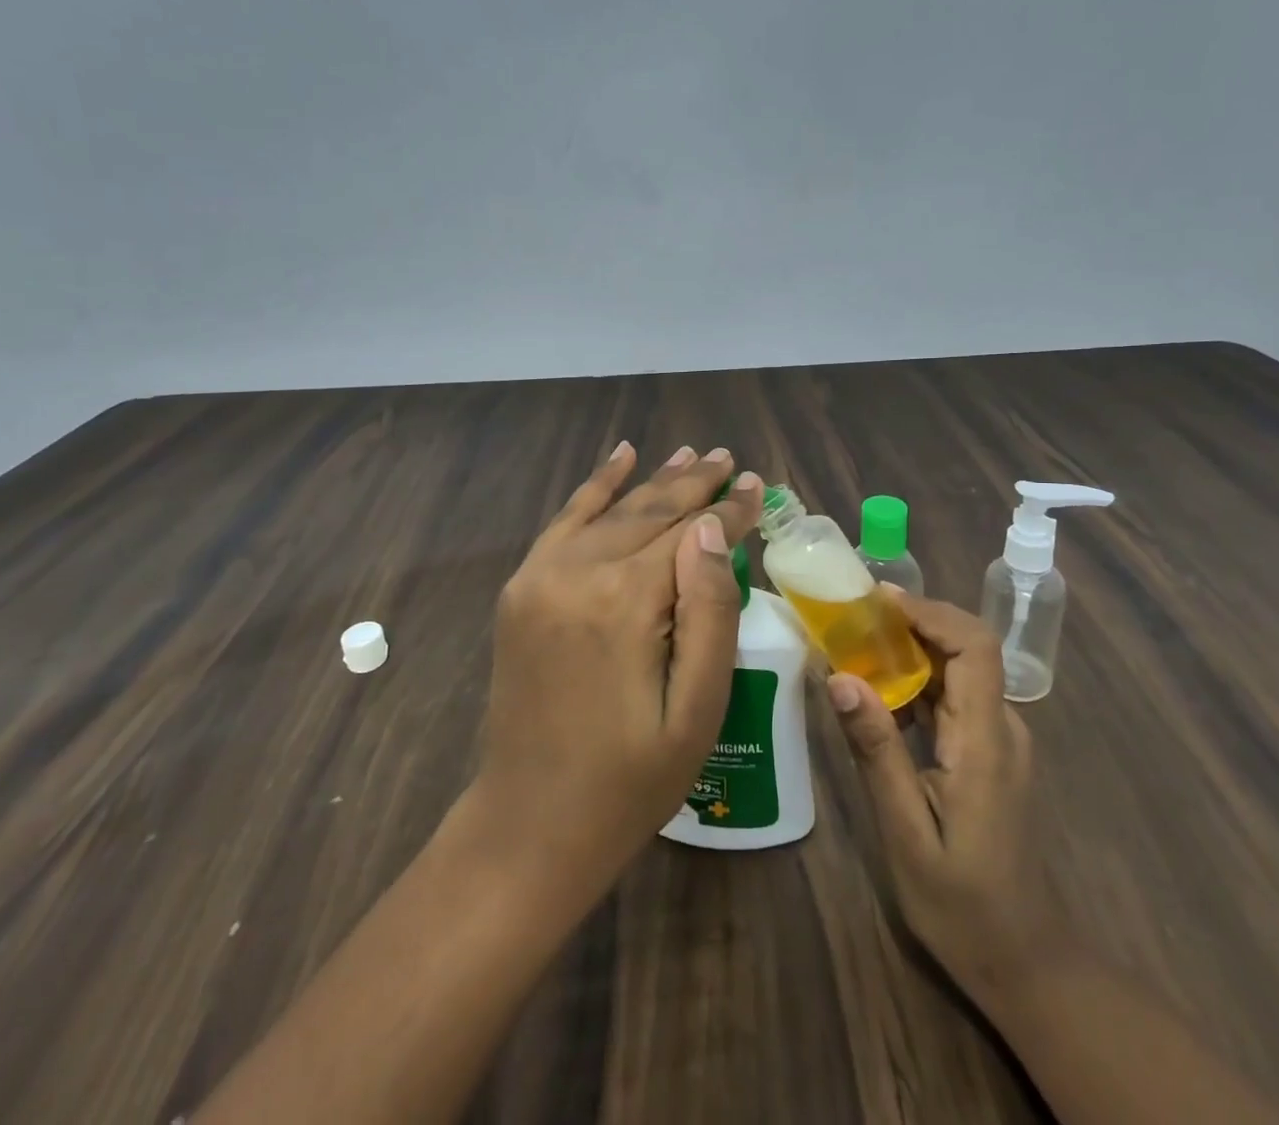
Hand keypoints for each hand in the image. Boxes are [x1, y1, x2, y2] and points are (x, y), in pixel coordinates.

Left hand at [474, 442, 764, 888]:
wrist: (529, 823)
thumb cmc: (631, 780)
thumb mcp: (696, 710)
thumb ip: (710, 611)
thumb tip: (713, 528)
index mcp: (625, 603)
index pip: (689, 534)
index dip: (729, 510)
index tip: (758, 485)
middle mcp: (577, 573)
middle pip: (649, 512)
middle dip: (695, 484)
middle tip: (729, 459)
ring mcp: (540, 575)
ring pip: (610, 510)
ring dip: (653, 480)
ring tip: (691, 454)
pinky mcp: (521, 588)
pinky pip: (564, 521)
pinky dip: (594, 487)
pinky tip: (620, 457)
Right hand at [827, 590, 1058, 1009]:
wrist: (1025, 961)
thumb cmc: (963, 905)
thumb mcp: (906, 832)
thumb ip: (877, 751)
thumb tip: (841, 677)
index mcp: (986, 741)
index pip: (975, 647)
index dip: (930, 612)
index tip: (877, 601)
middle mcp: (1001, 727)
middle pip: (965, 648)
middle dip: (910, 622)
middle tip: (851, 617)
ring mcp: (998, 739)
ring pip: (958, 669)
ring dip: (909, 648)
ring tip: (853, 643)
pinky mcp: (988, 751)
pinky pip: (952, 696)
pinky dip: (915, 680)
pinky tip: (876, 691)